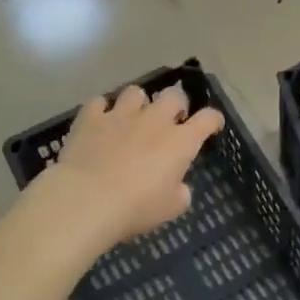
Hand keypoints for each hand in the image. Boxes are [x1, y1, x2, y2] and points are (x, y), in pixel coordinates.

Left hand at [35, 82, 225, 246]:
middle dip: (176, 104)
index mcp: (180, 141)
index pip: (207, 118)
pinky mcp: (91, 118)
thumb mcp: (171, 207)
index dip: (213, 120)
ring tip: (132, 117)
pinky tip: (100, 122)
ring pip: (136, 92)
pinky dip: (101, 110)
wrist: (87, 200)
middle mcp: (155, 119)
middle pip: (173, 95)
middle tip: (170, 121)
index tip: (212, 126)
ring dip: (138, 103)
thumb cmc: (136, 207)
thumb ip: (180, 191)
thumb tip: (177, 184)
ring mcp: (121, 114)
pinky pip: (99, 102)